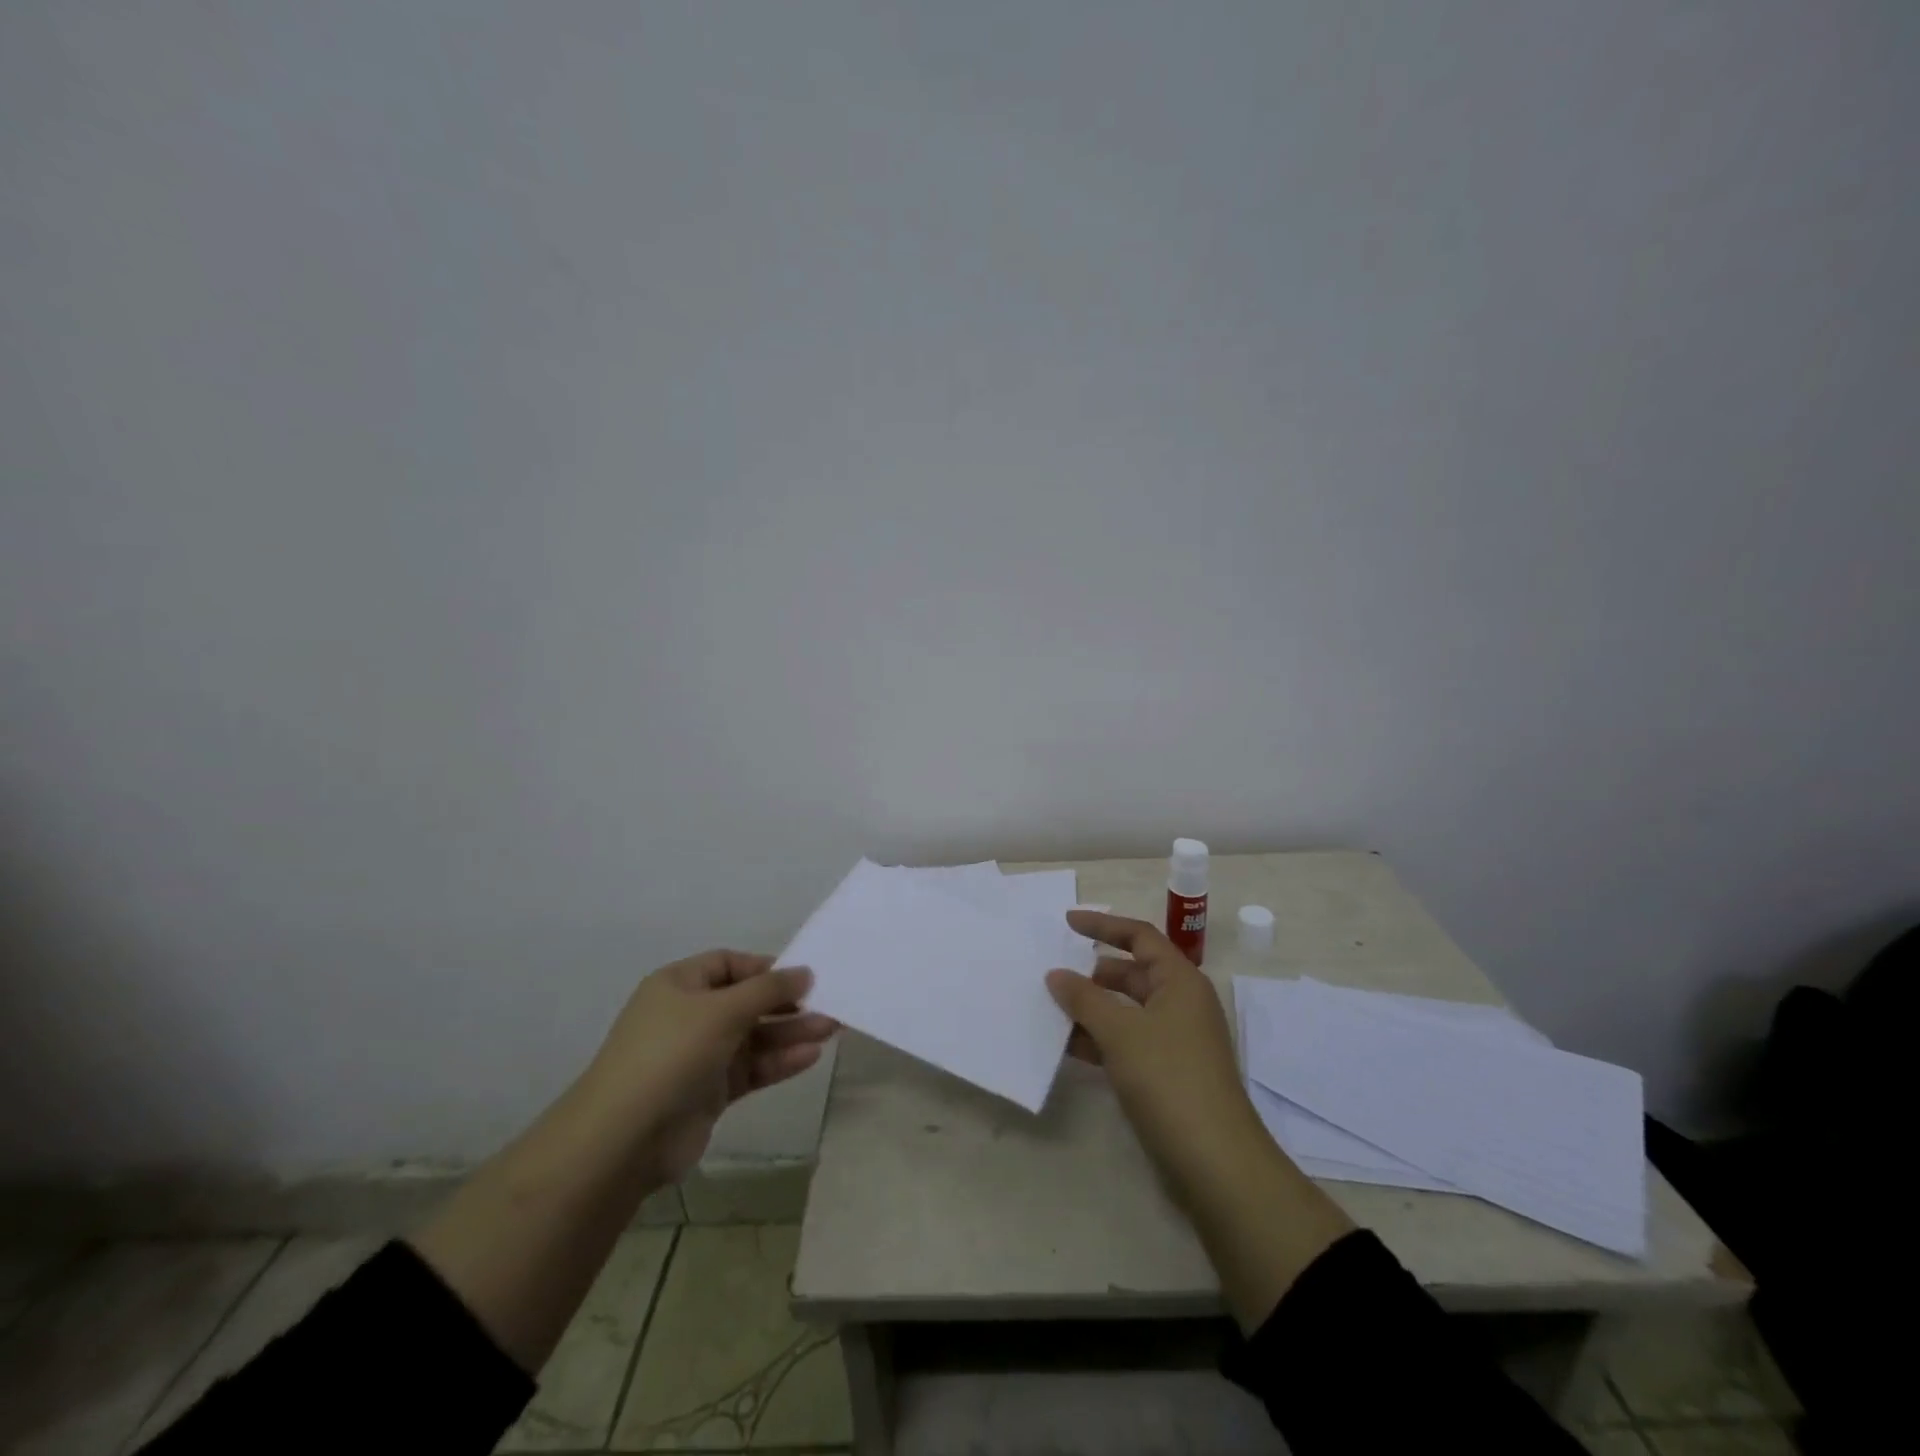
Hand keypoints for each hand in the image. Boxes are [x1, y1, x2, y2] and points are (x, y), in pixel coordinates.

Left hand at [585, 951, 837, 1186]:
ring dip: (790, 1032)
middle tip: (829, 1003)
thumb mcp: (722, 1009)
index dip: (766, 968)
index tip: (803, 977)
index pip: (729, 964)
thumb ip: (768, 989)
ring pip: (754, 1037)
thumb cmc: (671, 1054)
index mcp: (679, 985)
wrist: (623, 1139)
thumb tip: (804, 973)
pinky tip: (810, 1056)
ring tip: (832, 1029)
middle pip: (747, 1001)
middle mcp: (689, 1016)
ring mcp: (699, 1056)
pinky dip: (779, 1061)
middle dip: (787, 1003)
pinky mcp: (709, 1092)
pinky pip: (751, 1068)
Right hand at [1049, 912, 1354, 1329]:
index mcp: (1180, 981)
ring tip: (1049, 1009)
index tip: (1066, 923)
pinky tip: (1067, 1048)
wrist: (1215, 1163)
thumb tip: (1056, 974)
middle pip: (1131, 973)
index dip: (1103, 926)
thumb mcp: (1120, 1032)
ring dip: (1091, 1009)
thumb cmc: (1169, 1079)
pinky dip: (1099, 1040)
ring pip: (1126, 1011)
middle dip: (1091, 973)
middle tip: (1051, 973)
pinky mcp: (1167, 1074)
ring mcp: (1175, 1041)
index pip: (1139, 937)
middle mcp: (1180, 1004)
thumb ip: (1084, 998)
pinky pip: (1127, 1042)